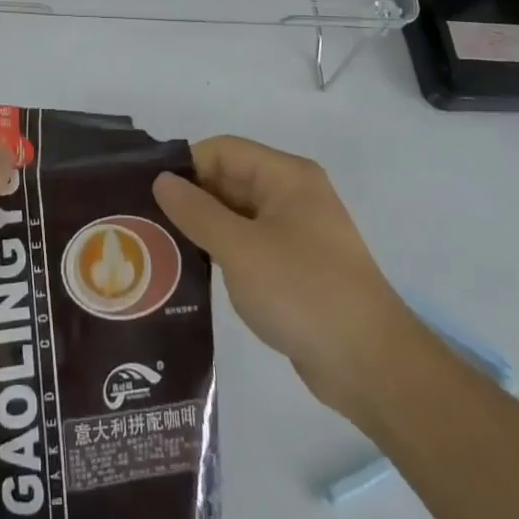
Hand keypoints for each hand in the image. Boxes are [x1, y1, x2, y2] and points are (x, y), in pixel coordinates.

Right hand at [153, 136, 403, 415]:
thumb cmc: (303, 293)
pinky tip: (194, 271)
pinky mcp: (296, 267)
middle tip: (146, 223)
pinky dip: (223, 251)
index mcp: (286, 176)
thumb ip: (197, 212)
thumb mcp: (240, 249)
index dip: (185, 167)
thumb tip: (162, 180)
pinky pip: (250, 244)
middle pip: (229, 180)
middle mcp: (292, 194)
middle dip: (190, 198)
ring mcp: (296, 232)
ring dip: (203, 227)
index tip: (148, 195)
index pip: (223, 151)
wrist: (372, 367)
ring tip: (160, 248)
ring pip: (237, 214)